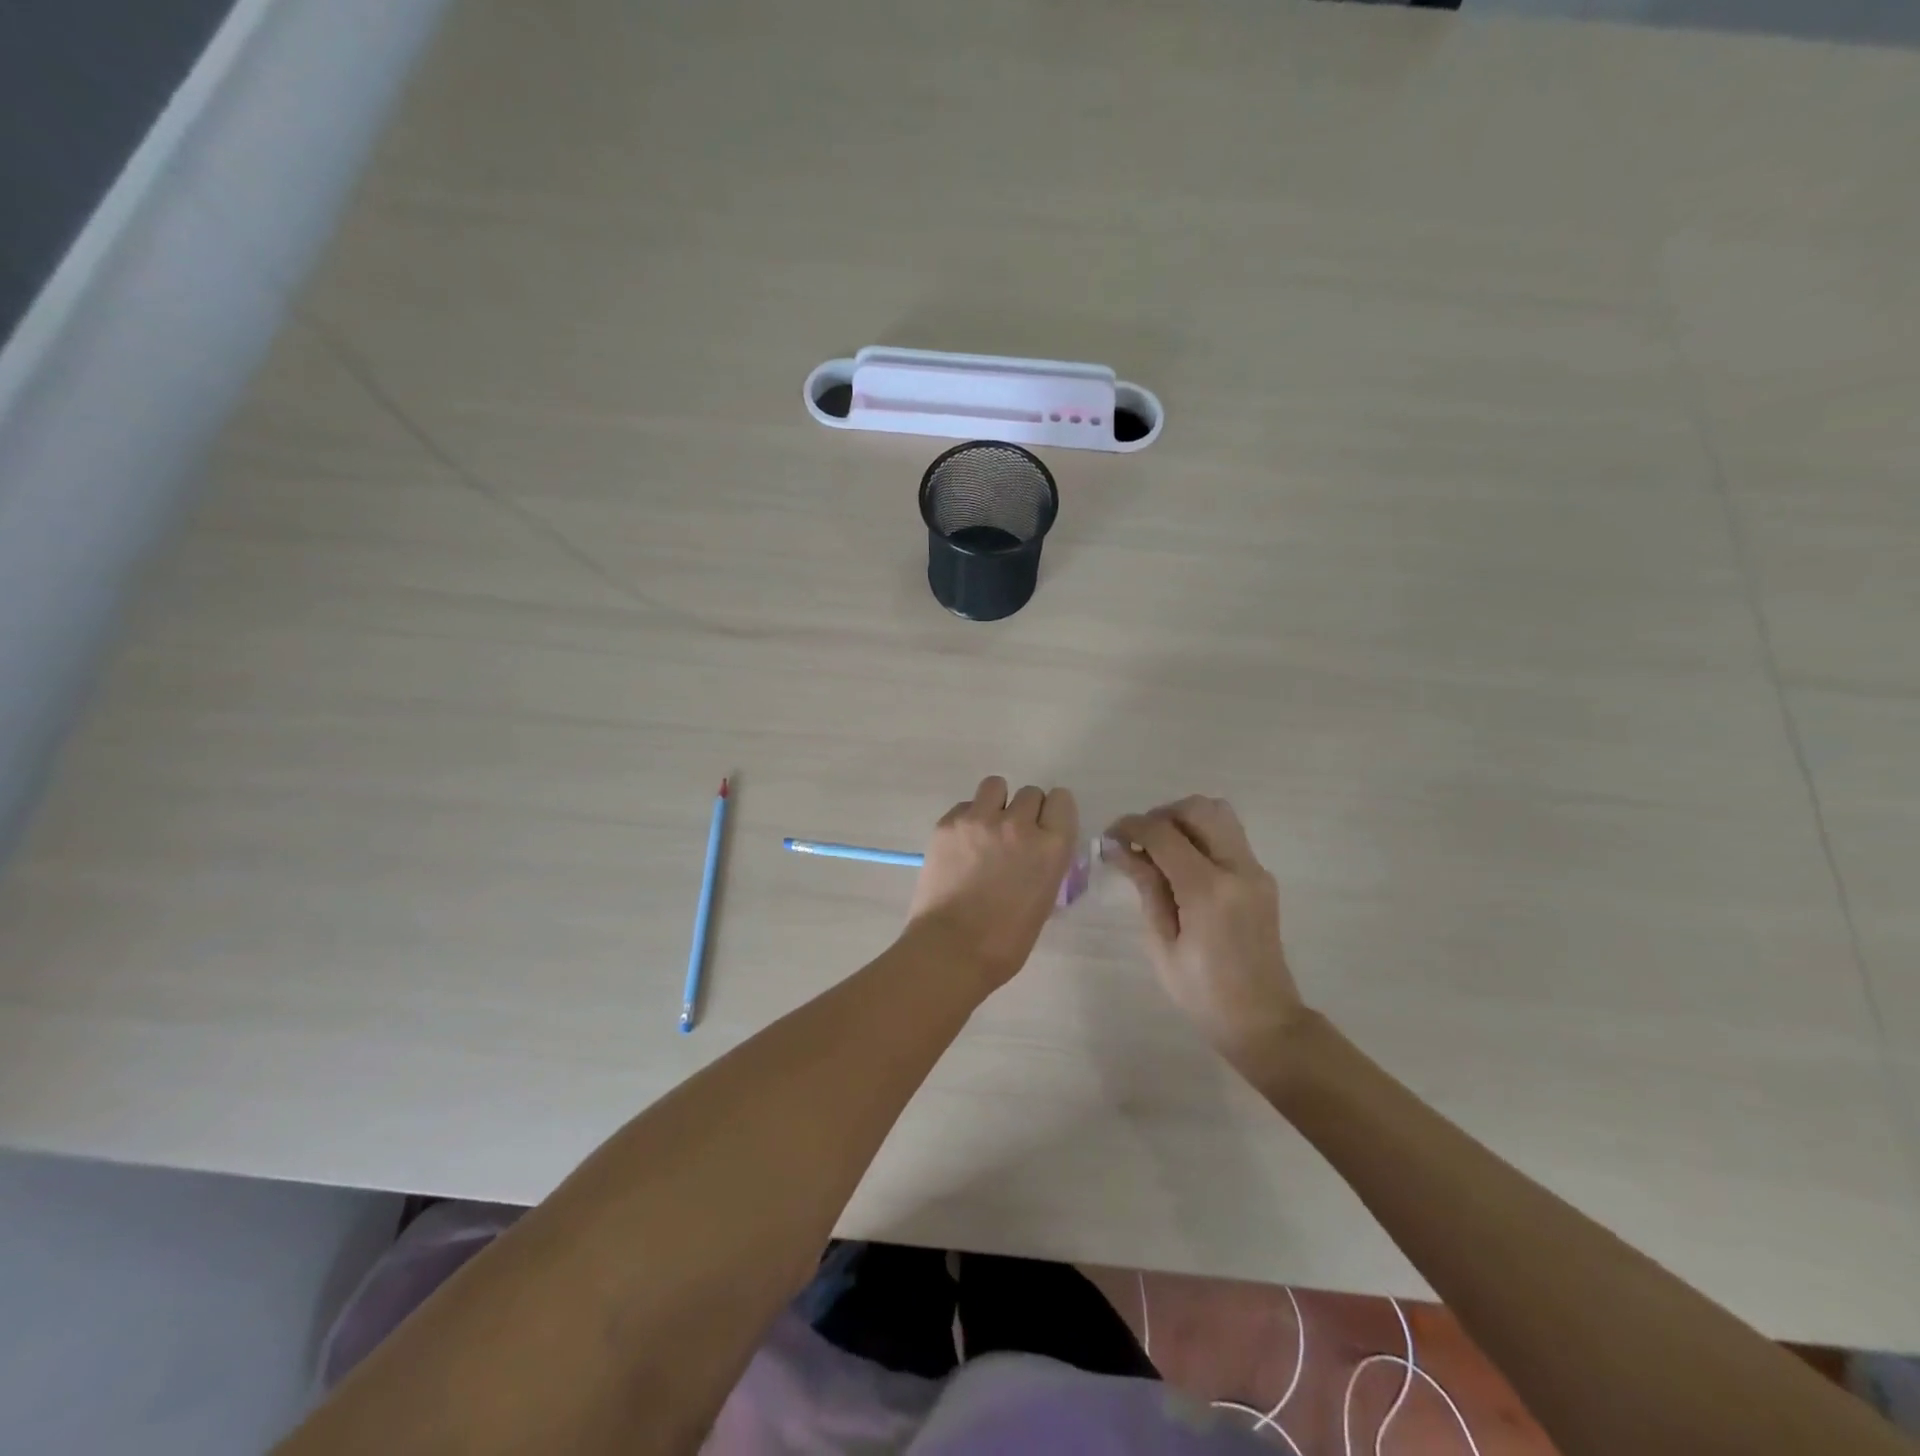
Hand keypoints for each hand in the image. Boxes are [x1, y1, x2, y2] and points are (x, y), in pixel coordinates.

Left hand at [907, 777, 1078, 991]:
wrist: (952, 949)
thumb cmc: (1006, 940)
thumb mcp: (1044, 899)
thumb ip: (1045, 864)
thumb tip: (1035, 853)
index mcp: (1051, 846)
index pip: (1061, 800)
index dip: (1052, 813)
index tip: (1043, 828)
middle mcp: (1019, 824)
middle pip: (1030, 793)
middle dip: (1024, 811)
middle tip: (1011, 837)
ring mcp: (980, 820)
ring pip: (995, 786)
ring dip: (995, 803)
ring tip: (984, 830)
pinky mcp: (948, 823)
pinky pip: (964, 806)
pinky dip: (966, 820)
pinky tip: (960, 846)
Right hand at [1105, 796, 1306, 1081]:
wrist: (1263, 1020)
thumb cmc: (1202, 993)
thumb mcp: (1161, 943)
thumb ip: (1146, 887)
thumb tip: (1119, 848)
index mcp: (1208, 890)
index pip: (1163, 834)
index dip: (1131, 827)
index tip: (1110, 837)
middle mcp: (1237, 869)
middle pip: (1197, 809)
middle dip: (1160, 815)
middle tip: (1138, 841)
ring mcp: (1255, 870)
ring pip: (1219, 813)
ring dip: (1184, 820)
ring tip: (1161, 848)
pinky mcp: (1262, 877)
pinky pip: (1229, 835)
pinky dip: (1201, 835)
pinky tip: (1183, 865)